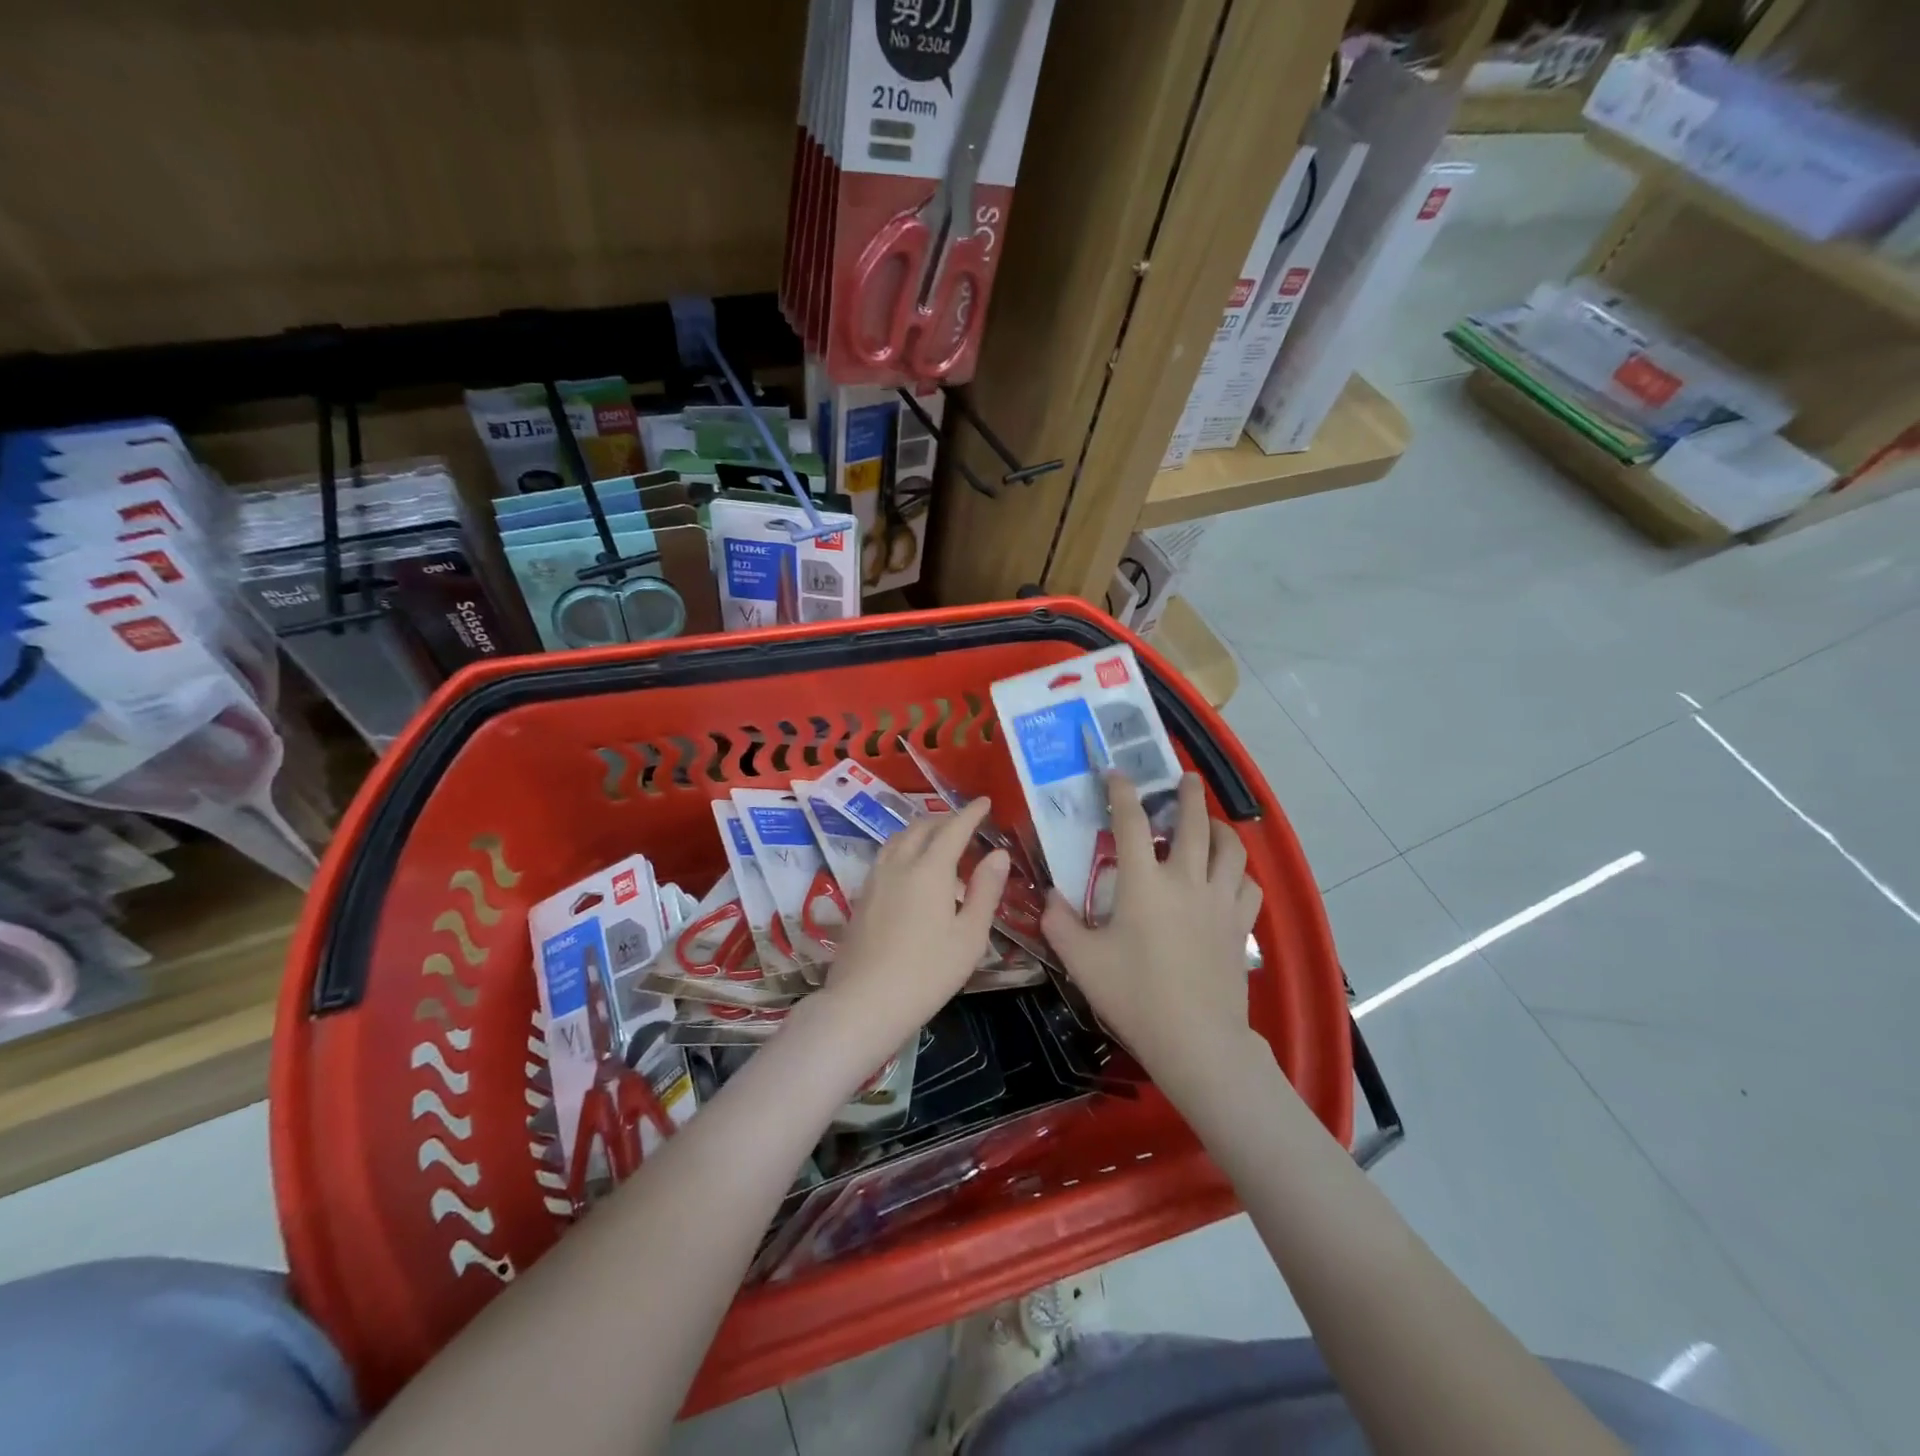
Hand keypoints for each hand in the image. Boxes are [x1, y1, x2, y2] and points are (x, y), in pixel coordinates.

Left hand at [819, 797, 1008, 1065]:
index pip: (954, 829)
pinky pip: (886, 855)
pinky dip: (904, 846)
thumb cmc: (927, 973)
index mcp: (930, 869)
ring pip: (899, 838)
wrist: (863, 1002)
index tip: (985, 802)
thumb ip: (985, 891)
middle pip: (923, 827)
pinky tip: (910, 867)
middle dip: (946, 819)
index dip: (971, 813)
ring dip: (922, 830)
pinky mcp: (861, 896)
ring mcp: (875, 879)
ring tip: (938, 839)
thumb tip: (998, 854)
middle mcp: (899, 864)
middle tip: (966, 823)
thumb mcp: (969, 936)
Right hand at [1041, 773, 1263, 1090]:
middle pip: (1194, 823)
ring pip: (1231, 849)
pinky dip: (1240, 873)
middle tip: (1185, 778)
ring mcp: (1219, 901)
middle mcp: (1186, 879)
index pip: (1131, 821)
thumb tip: (1051, 896)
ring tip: (1211, 823)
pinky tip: (1229, 877)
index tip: (1116, 774)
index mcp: (1144, 882)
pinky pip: (1248, 886)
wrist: (1194, 1039)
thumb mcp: (1081, 960)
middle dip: (1189, 794)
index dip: (1121, 792)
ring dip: (1220, 828)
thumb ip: (1059, 922)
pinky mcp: (1240, 926)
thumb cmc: (1133, 995)